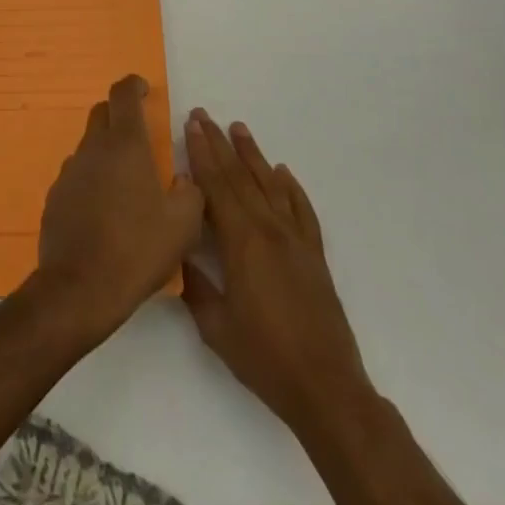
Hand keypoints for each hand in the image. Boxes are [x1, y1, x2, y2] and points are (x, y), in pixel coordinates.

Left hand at [36, 75, 203, 336]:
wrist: (80, 287)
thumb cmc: (137, 250)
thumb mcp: (183, 224)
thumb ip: (190, 191)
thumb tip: (183, 179)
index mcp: (125, 146)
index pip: (122, 95)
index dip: (133, 85)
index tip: (143, 89)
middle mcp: (92, 149)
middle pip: (102, 114)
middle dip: (120, 115)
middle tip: (140, 133)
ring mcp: (69, 172)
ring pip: (89, 146)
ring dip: (107, 151)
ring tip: (127, 182)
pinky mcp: (55, 196)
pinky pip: (78, 175)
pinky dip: (93, 179)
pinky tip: (105, 210)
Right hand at [181, 110, 373, 434]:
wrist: (327, 389)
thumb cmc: (265, 358)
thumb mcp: (215, 325)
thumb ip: (194, 283)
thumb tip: (177, 251)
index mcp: (243, 243)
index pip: (216, 186)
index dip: (201, 154)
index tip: (191, 126)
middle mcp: (270, 231)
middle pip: (240, 177)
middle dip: (219, 145)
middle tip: (204, 115)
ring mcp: (296, 241)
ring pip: (270, 186)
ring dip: (253, 155)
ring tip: (238, 128)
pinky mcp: (314, 256)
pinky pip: (301, 210)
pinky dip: (291, 188)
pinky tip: (282, 172)